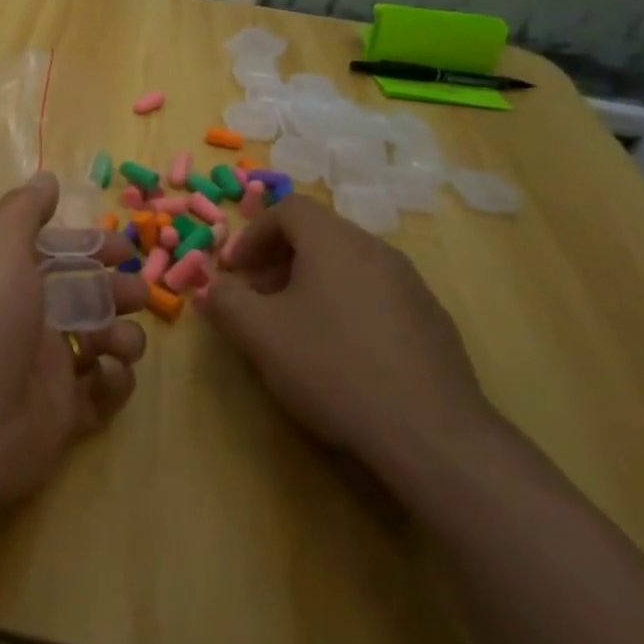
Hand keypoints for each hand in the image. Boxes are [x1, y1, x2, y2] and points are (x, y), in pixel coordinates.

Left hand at [0, 172, 147, 513]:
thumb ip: (24, 211)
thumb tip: (46, 177)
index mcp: (10, 279)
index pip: (59, 254)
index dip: (92, 247)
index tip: (125, 249)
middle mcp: (27, 319)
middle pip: (86, 296)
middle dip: (117, 290)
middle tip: (137, 295)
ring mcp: (46, 369)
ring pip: (101, 342)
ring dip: (123, 335)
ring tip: (119, 342)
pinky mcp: (63, 416)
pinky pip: (102, 393)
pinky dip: (114, 381)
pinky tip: (107, 374)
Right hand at [204, 194, 496, 487]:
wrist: (432, 434)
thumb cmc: (333, 368)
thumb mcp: (260, 335)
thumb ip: (225, 301)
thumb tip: (211, 287)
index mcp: (335, 242)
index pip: (288, 209)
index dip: (253, 234)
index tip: (237, 272)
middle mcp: (376, 250)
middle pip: (318, 235)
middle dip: (278, 260)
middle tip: (258, 300)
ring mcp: (411, 285)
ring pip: (348, 265)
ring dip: (311, 284)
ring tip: (296, 328)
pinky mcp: (432, 320)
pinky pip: (376, 294)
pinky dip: (346, 306)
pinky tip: (343, 355)